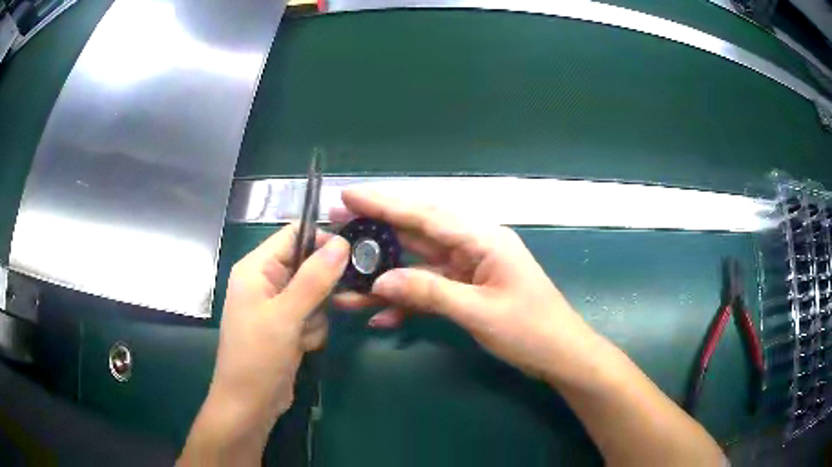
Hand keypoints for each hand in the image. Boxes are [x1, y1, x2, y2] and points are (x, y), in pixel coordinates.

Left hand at [180, 224, 348, 464]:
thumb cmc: (258, 356)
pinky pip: (312, 317)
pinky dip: (313, 331)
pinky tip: (302, 347)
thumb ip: (314, 278)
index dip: (322, 240)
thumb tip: (342, 242)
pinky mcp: (286, 327)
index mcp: (256, 268)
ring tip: (302, 335)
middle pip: (308, 265)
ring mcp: (277, 306)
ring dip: (316, 315)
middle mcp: (266, 282)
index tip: (352, 256)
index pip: (294, 235)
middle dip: (322, 288)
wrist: (249, 405)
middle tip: (333, 304)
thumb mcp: (285, 316)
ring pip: (315, 294)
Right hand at [333, 190, 597, 381]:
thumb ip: (429, 292)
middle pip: (417, 232)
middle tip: (337, 226)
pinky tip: (380, 316)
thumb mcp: (479, 311)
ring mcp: (468, 269)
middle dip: (376, 230)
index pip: (425, 214)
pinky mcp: (466, 290)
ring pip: (418, 264)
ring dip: (384, 272)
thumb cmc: (530, 329)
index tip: (348, 197)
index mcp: (482, 238)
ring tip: (346, 276)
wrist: (559, 354)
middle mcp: (472, 246)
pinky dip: (406, 301)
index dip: (384, 204)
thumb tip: (380, 281)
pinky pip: (429, 289)